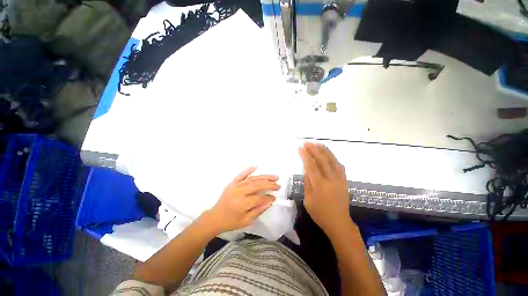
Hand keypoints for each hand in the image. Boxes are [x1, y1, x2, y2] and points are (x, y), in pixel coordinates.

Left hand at [206, 167, 277, 233]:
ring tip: (274, 176)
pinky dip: (248, 170)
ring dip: (264, 177)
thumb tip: (270, 202)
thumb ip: (258, 211)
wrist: (214, 217)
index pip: (259, 198)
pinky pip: (241, 175)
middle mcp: (239, 192)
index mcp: (242, 203)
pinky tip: (256, 166)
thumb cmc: (230, 222)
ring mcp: (235, 186)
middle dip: (269, 184)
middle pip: (257, 185)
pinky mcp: (232, 183)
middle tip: (278, 185)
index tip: (275, 198)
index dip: (268, 198)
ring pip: (252, 179)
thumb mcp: (246, 221)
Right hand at [299, 142, 351, 235]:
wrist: (339, 223)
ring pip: (332, 160)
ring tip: (317, 143)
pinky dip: (332, 157)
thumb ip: (307, 183)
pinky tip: (328, 153)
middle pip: (322, 160)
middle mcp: (331, 179)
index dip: (305, 156)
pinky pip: (339, 165)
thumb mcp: (308, 200)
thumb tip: (306, 169)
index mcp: (320, 185)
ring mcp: (340, 179)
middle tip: (307, 142)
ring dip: (324, 150)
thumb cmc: (320, 213)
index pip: (311, 166)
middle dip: (314, 149)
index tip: (300, 148)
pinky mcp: (344, 180)